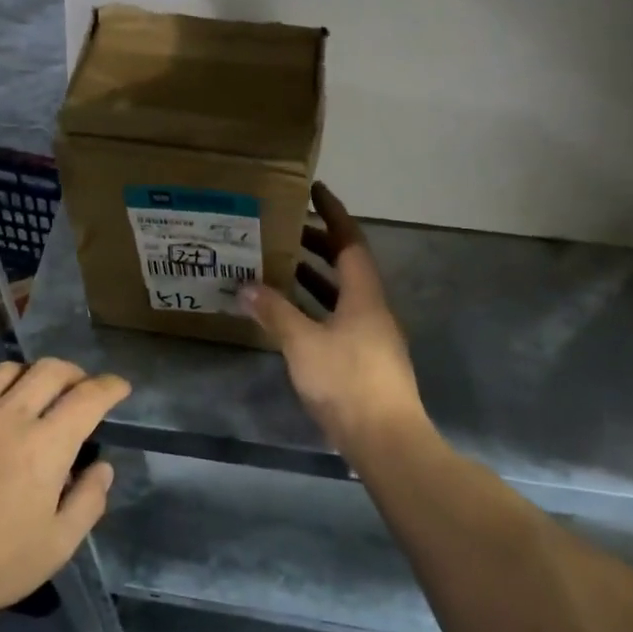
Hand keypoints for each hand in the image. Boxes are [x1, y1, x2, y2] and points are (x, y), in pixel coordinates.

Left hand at [0, 357, 123, 628]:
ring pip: (8, 369)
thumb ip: (87, 503)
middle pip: (50, 370)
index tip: (120, 388)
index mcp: (46, 445)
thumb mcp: (55, 548)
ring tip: (36, 391)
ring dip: (32, 373)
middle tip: (81, 388)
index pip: (88, 398)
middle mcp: (11, 416)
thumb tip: (102, 468)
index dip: (110, 387)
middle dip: (74, 372)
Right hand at [244, 183, 428, 457]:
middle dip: (318, 243)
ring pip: (341, 293)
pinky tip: (291, 316)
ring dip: (314, 276)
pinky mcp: (365, 359)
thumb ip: (275, 312)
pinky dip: (314, 306)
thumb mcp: (303, 343)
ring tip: (281, 265)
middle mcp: (372, 308)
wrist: (386, 441)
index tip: (315, 190)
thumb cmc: (347, 382)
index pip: (349, 241)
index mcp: (364, 295)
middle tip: (286, 229)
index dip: (333, 213)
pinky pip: (337, 317)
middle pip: (346, 264)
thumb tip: (246, 286)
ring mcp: (371, 335)